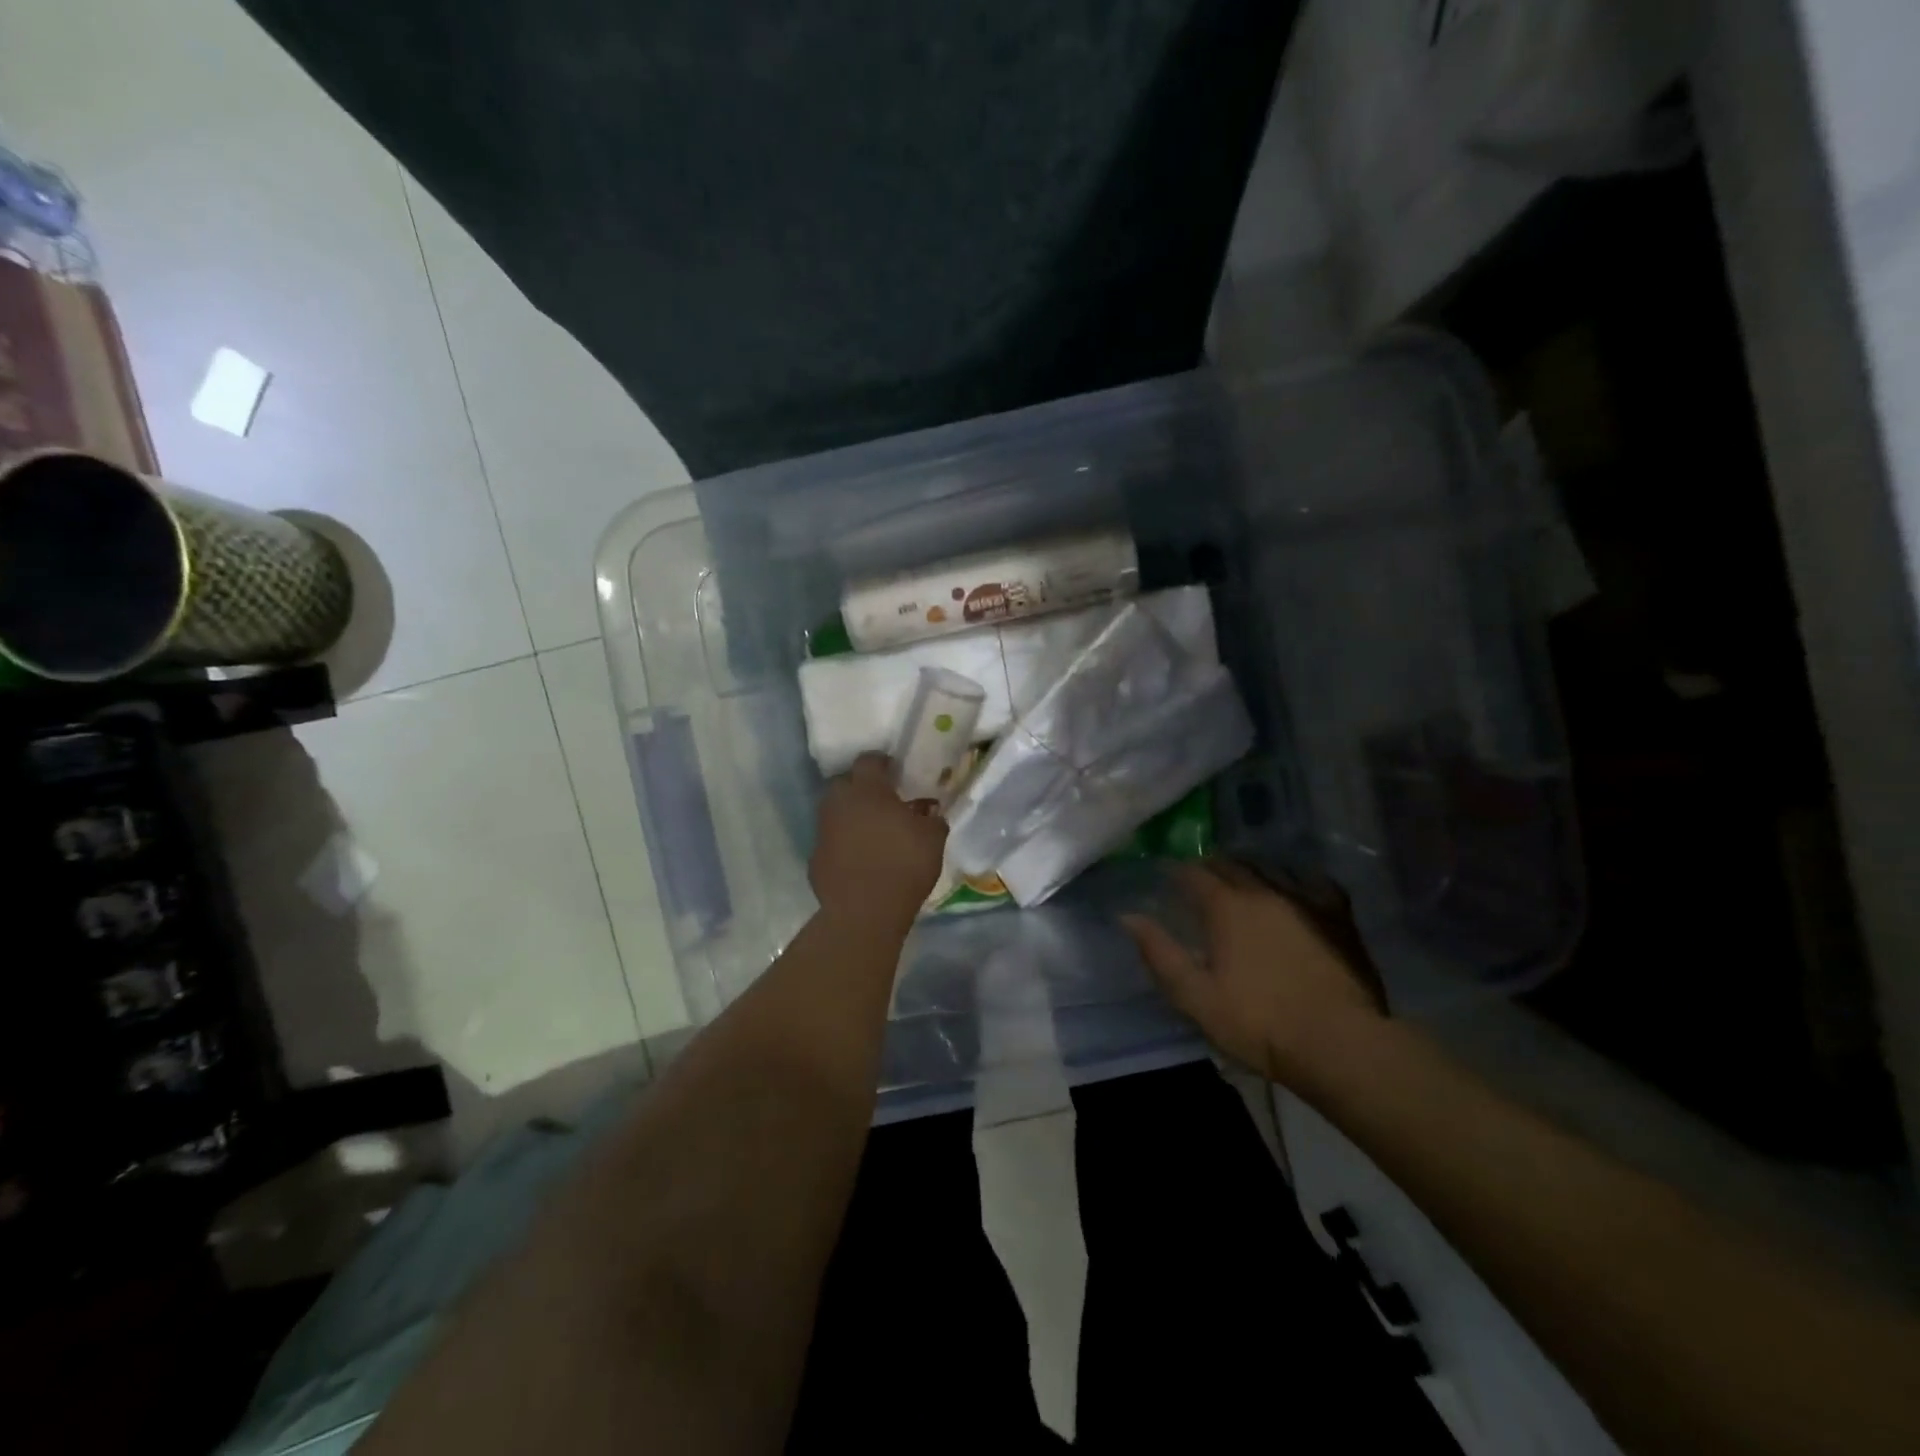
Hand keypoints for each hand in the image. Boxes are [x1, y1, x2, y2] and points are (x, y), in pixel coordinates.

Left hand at [810, 754, 946, 935]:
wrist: (864, 912)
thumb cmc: (904, 865)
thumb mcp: (933, 839)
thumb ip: (933, 820)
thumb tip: (931, 813)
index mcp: (868, 790)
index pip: (869, 760)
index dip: (882, 763)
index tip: (895, 772)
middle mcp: (839, 803)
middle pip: (845, 783)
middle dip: (861, 787)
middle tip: (882, 801)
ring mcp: (823, 830)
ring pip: (835, 811)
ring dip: (851, 815)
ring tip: (872, 831)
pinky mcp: (815, 858)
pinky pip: (831, 840)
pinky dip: (843, 843)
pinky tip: (859, 858)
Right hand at [1122, 861, 1387, 1084]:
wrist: (1339, 1043)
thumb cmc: (1259, 1023)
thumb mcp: (1196, 997)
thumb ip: (1160, 954)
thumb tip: (1128, 917)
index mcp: (1226, 907)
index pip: (1193, 873)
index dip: (1176, 871)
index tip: (1165, 876)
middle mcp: (1263, 891)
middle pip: (1230, 864)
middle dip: (1210, 868)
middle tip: (1198, 881)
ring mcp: (1304, 899)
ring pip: (1268, 868)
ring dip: (1248, 870)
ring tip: (1239, 881)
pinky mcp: (1337, 915)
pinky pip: (1311, 882)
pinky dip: (1293, 879)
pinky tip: (1292, 889)